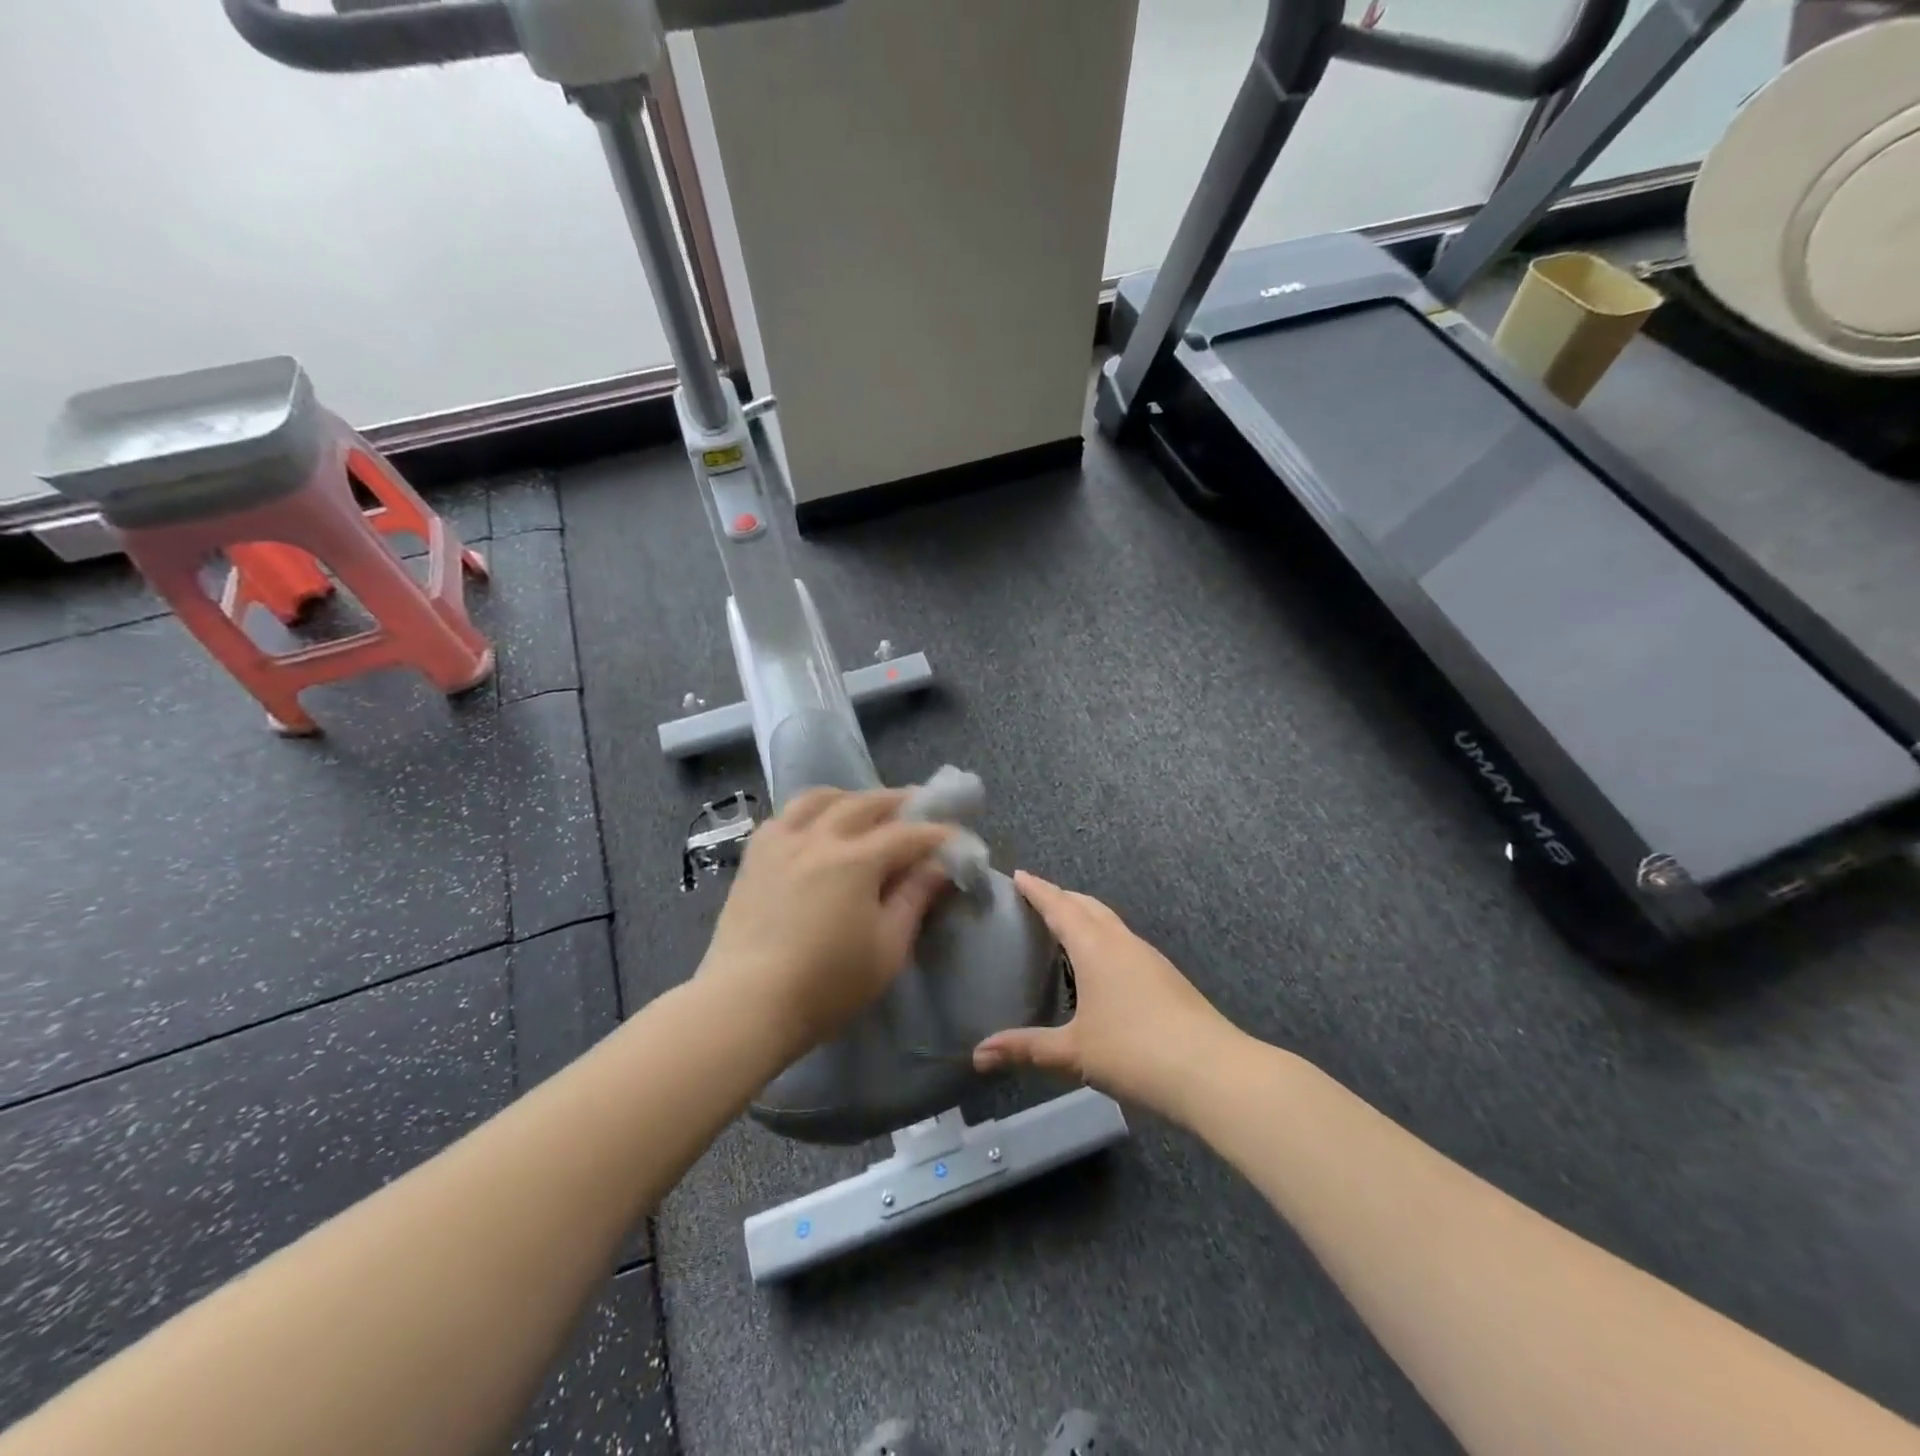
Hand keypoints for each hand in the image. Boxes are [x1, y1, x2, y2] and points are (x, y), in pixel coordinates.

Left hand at [699, 787, 955, 1053]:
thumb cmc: (827, 984)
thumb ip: (914, 899)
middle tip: (919, 804)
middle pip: (865, 803)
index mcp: (855, 860)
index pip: (907, 834)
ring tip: (865, 807)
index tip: (957, 837)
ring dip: (851, 797)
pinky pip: (785, 816)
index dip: (936, 834)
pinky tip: (815, 826)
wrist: (747, 1004)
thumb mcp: (887, 948)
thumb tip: (937, 865)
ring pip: (819, 798)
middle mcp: (818, 838)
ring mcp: (781, 843)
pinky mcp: (754, 858)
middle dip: (898, 801)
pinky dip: (809, 811)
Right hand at [973, 872, 1232, 1114]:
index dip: (1038, 890)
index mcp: (1096, 947)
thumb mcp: (1073, 1052)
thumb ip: (1026, 1049)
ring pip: (1110, 923)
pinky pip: (1125, 942)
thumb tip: (978, 1054)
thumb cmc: (1135, 1052)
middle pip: (1088, 906)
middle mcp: (1122, 942)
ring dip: (1086, 915)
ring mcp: (1149, 958)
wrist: (1213, 1071)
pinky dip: (1104, 937)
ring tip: (1066, 925)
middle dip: (1062, 897)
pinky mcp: (1166, 977)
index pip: (1060, 907)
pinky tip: (1101, 964)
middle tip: (1037, 897)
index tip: (1019, 875)